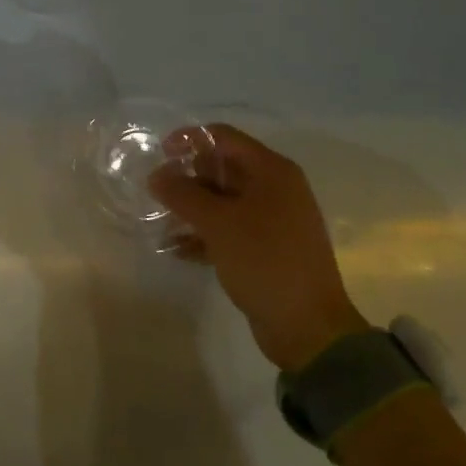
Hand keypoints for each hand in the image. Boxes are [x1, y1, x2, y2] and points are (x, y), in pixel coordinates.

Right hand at [149, 124, 367, 371]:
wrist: (308, 328)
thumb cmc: (264, 261)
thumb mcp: (217, 223)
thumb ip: (182, 194)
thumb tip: (156, 175)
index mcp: (272, 171)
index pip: (224, 138)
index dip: (190, 140)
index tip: (160, 155)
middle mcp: (276, 189)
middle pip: (223, 168)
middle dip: (188, 178)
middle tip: (158, 194)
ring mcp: (273, 220)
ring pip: (223, 201)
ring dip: (192, 209)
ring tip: (161, 223)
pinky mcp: (267, 248)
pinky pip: (229, 229)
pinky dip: (204, 234)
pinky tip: (177, 250)